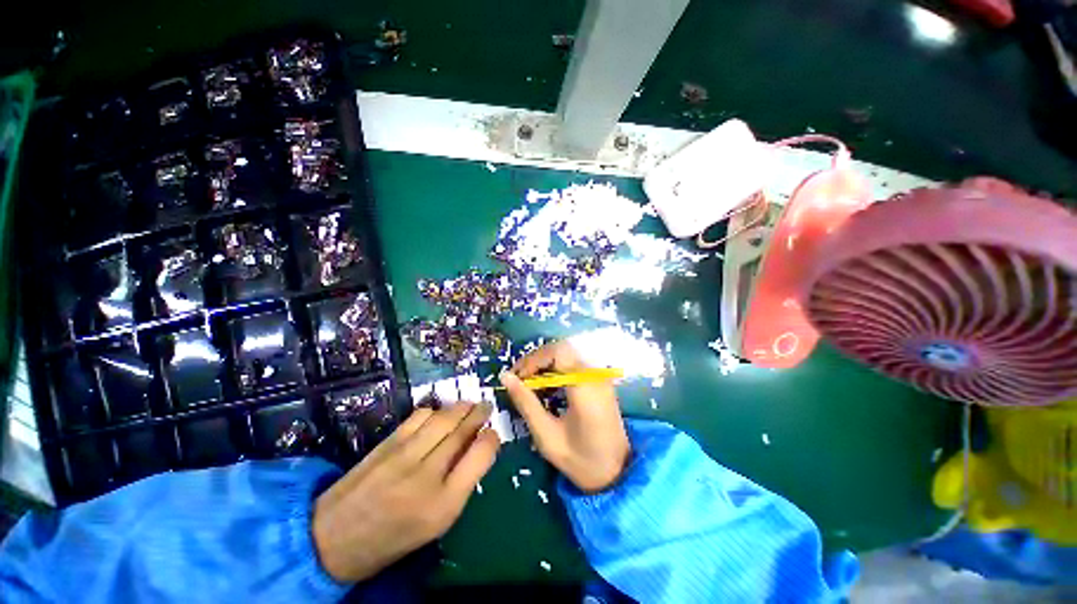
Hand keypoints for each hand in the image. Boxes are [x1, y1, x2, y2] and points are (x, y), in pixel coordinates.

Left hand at [312, 403, 499, 582]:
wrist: (335, 539)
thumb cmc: (395, 536)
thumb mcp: (437, 522)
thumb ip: (462, 483)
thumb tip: (477, 446)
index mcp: (444, 504)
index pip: (481, 455)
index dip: (492, 438)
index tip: (493, 433)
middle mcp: (427, 476)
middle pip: (462, 430)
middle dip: (480, 413)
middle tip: (487, 407)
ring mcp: (404, 456)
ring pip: (443, 418)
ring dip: (461, 407)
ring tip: (468, 406)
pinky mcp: (387, 443)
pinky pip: (420, 415)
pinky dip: (435, 410)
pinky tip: (439, 414)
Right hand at [500, 341, 629, 492]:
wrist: (617, 474)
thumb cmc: (580, 460)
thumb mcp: (546, 435)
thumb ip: (526, 402)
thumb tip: (505, 377)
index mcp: (585, 386)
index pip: (558, 352)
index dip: (534, 359)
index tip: (516, 376)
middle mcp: (595, 375)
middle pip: (562, 349)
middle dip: (537, 360)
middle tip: (518, 378)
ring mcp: (600, 376)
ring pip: (568, 354)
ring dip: (545, 364)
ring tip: (528, 382)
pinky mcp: (600, 381)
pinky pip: (575, 364)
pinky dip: (556, 369)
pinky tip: (546, 386)